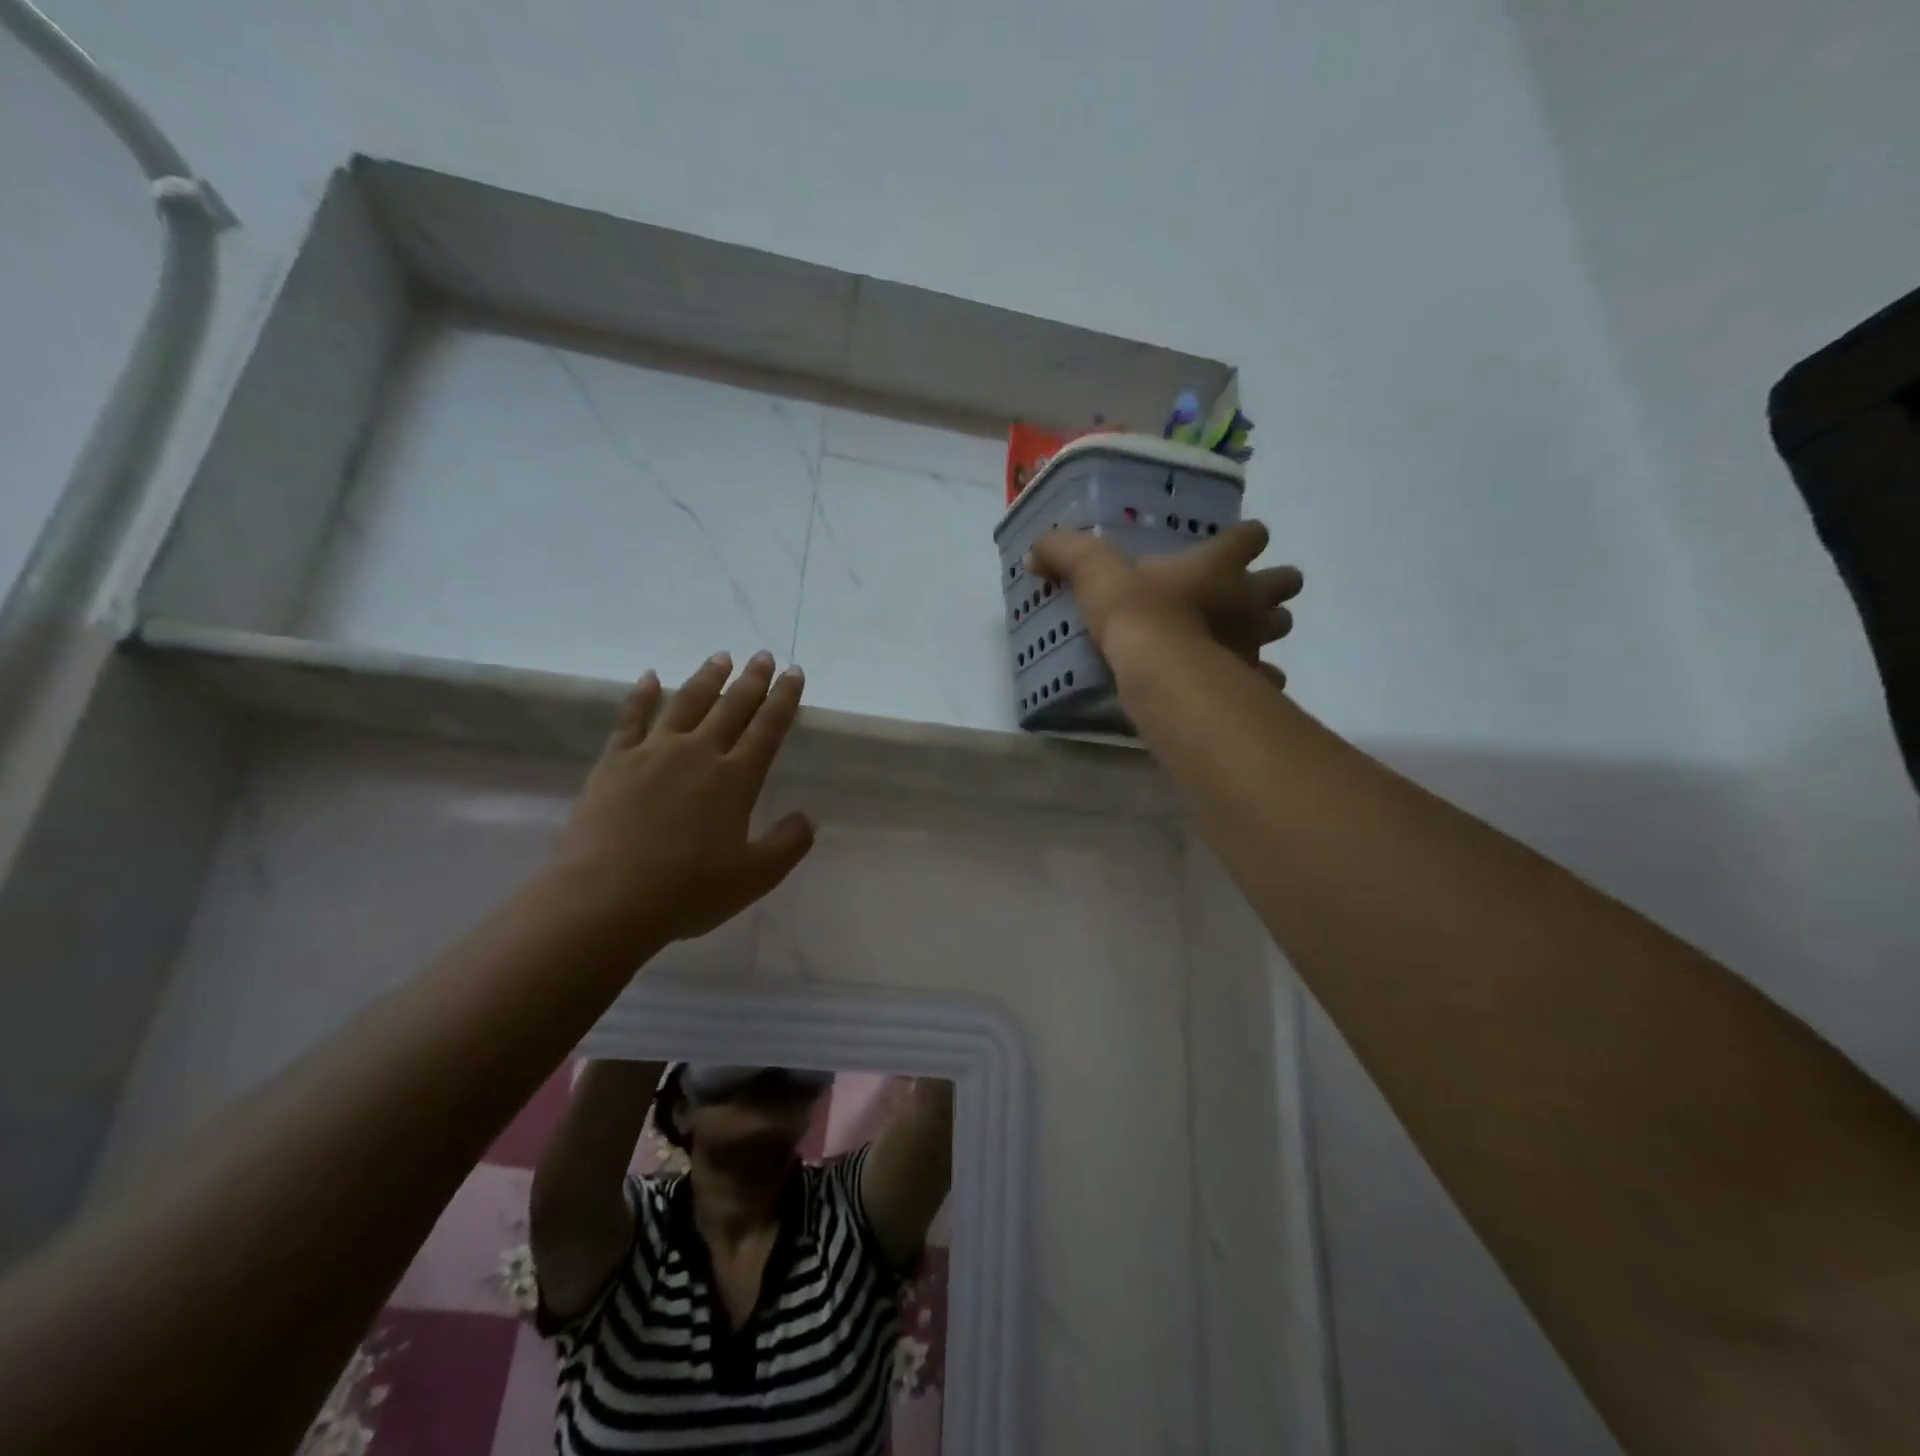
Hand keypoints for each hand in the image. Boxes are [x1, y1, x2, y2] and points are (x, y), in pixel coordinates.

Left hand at [549, 651, 814, 950]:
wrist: (606, 900)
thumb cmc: (687, 892)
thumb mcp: (754, 877)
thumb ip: (788, 844)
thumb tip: (808, 818)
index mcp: (735, 779)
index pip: (768, 728)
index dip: (784, 699)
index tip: (794, 672)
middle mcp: (698, 754)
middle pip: (731, 707)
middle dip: (751, 680)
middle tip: (763, 656)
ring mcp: (653, 753)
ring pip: (686, 702)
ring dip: (706, 678)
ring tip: (720, 658)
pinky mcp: (615, 762)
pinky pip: (631, 719)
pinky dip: (642, 695)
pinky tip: (650, 678)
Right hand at [1027, 520, 1301, 682]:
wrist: (1159, 671)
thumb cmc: (1137, 614)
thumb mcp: (1093, 573)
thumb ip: (1066, 554)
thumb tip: (1036, 552)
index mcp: (1219, 564)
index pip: (1251, 536)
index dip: (1245, 538)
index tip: (1230, 546)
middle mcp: (1248, 598)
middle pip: (1285, 581)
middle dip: (1271, 586)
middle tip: (1240, 596)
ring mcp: (1255, 641)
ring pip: (1281, 628)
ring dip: (1265, 630)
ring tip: (1235, 639)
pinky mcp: (1251, 680)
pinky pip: (1266, 679)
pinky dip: (1256, 680)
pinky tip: (1233, 684)